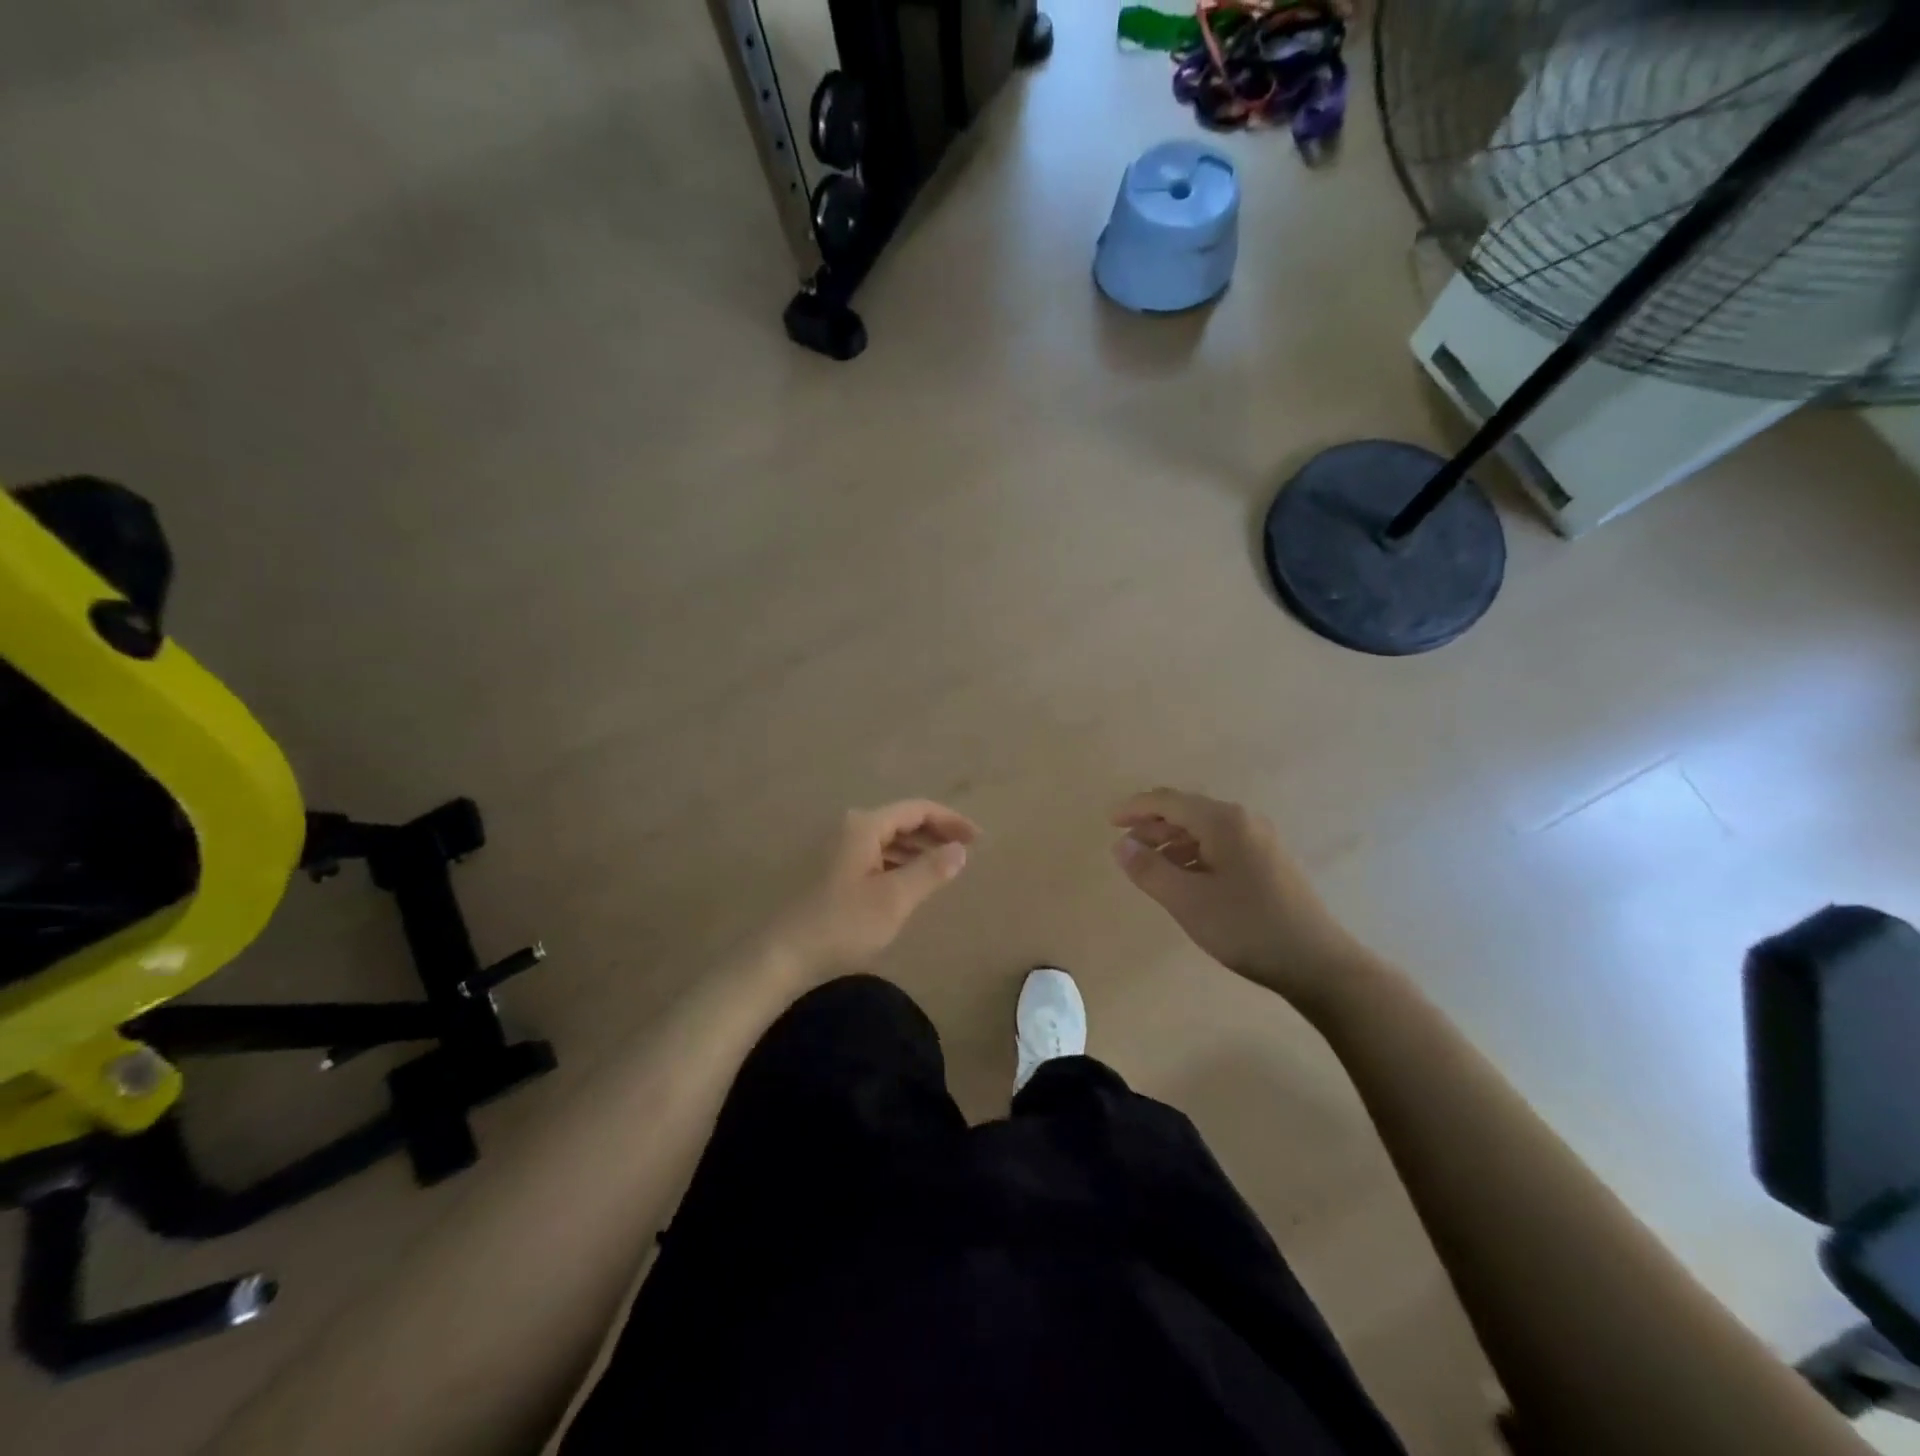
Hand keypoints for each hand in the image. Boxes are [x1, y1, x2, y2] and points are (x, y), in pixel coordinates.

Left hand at [764, 800, 979, 980]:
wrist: (783, 955)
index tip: (978, 839)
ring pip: (888, 838)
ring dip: (918, 848)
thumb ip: (931, 870)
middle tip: (966, 852)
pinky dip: (899, 861)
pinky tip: (910, 881)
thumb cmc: (842, 924)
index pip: (917, 809)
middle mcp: (850, 827)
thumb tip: (960, 849)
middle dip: (936, 833)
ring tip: (944, 867)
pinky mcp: (832, 869)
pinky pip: (875, 854)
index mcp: (865, 826)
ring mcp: (838, 848)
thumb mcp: (894, 899)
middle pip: (902, 820)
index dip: (951, 820)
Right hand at [1111, 788, 1369, 1011]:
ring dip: (1173, 841)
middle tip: (1125, 846)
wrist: (1319, 964)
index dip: (1135, 808)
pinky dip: (1195, 853)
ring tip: (1150, 865)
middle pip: (1188, 811)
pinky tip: (1186, 878)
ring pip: (1205, 829)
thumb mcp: (1187, 901)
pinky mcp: (1271, 862)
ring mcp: (1262, 841)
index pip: (1169, 801)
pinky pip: (1222, 844)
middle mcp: (1244, 821)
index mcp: (1223, 821)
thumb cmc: (1247, 928)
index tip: (1109, 823)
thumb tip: (1121, 844)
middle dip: (1153, 825)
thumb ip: (1149, 870)